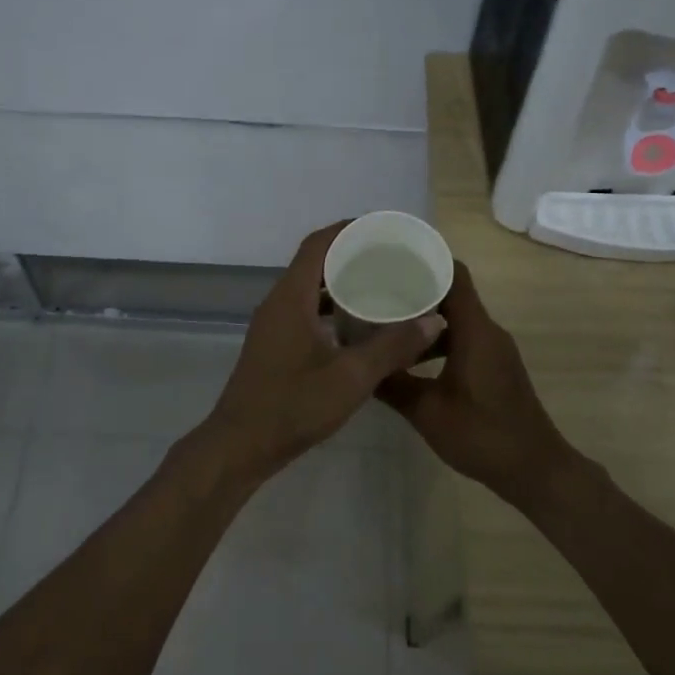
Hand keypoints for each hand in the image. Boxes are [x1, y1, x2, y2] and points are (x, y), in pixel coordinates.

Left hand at [199, 222, 443, 483]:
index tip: (382, 228)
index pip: (318, 244)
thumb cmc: (293, 407)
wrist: (240, 446)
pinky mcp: (274, 344)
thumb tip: (433, 320)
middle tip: (390, 257)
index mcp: (291, 298)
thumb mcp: (351, 378)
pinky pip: (305, 309)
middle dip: (350, 253)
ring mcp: (273, 325)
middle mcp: (278, 303)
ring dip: (340, 281)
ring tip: (380, 284)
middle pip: (314, 262)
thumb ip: (392, 347)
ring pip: (309, 288)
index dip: (348, 229)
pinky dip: (331, 306)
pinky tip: (358, 324)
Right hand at [376, 261, 576, 507]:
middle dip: (417, 289)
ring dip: (426, 319)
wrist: (534, 469)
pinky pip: (464, 338)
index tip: (391, 260)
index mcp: (475, 330)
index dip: (425, 261)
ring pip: (457, 319)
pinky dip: (438, 340)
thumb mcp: (427, 411)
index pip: (454, 274)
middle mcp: (488, 331)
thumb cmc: (482, 434)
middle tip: (377, 291)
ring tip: (387, 323)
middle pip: (452, 293)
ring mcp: (494, 349)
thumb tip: (359, 365)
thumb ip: (392, 384)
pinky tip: (411, 359)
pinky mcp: (495, 367)